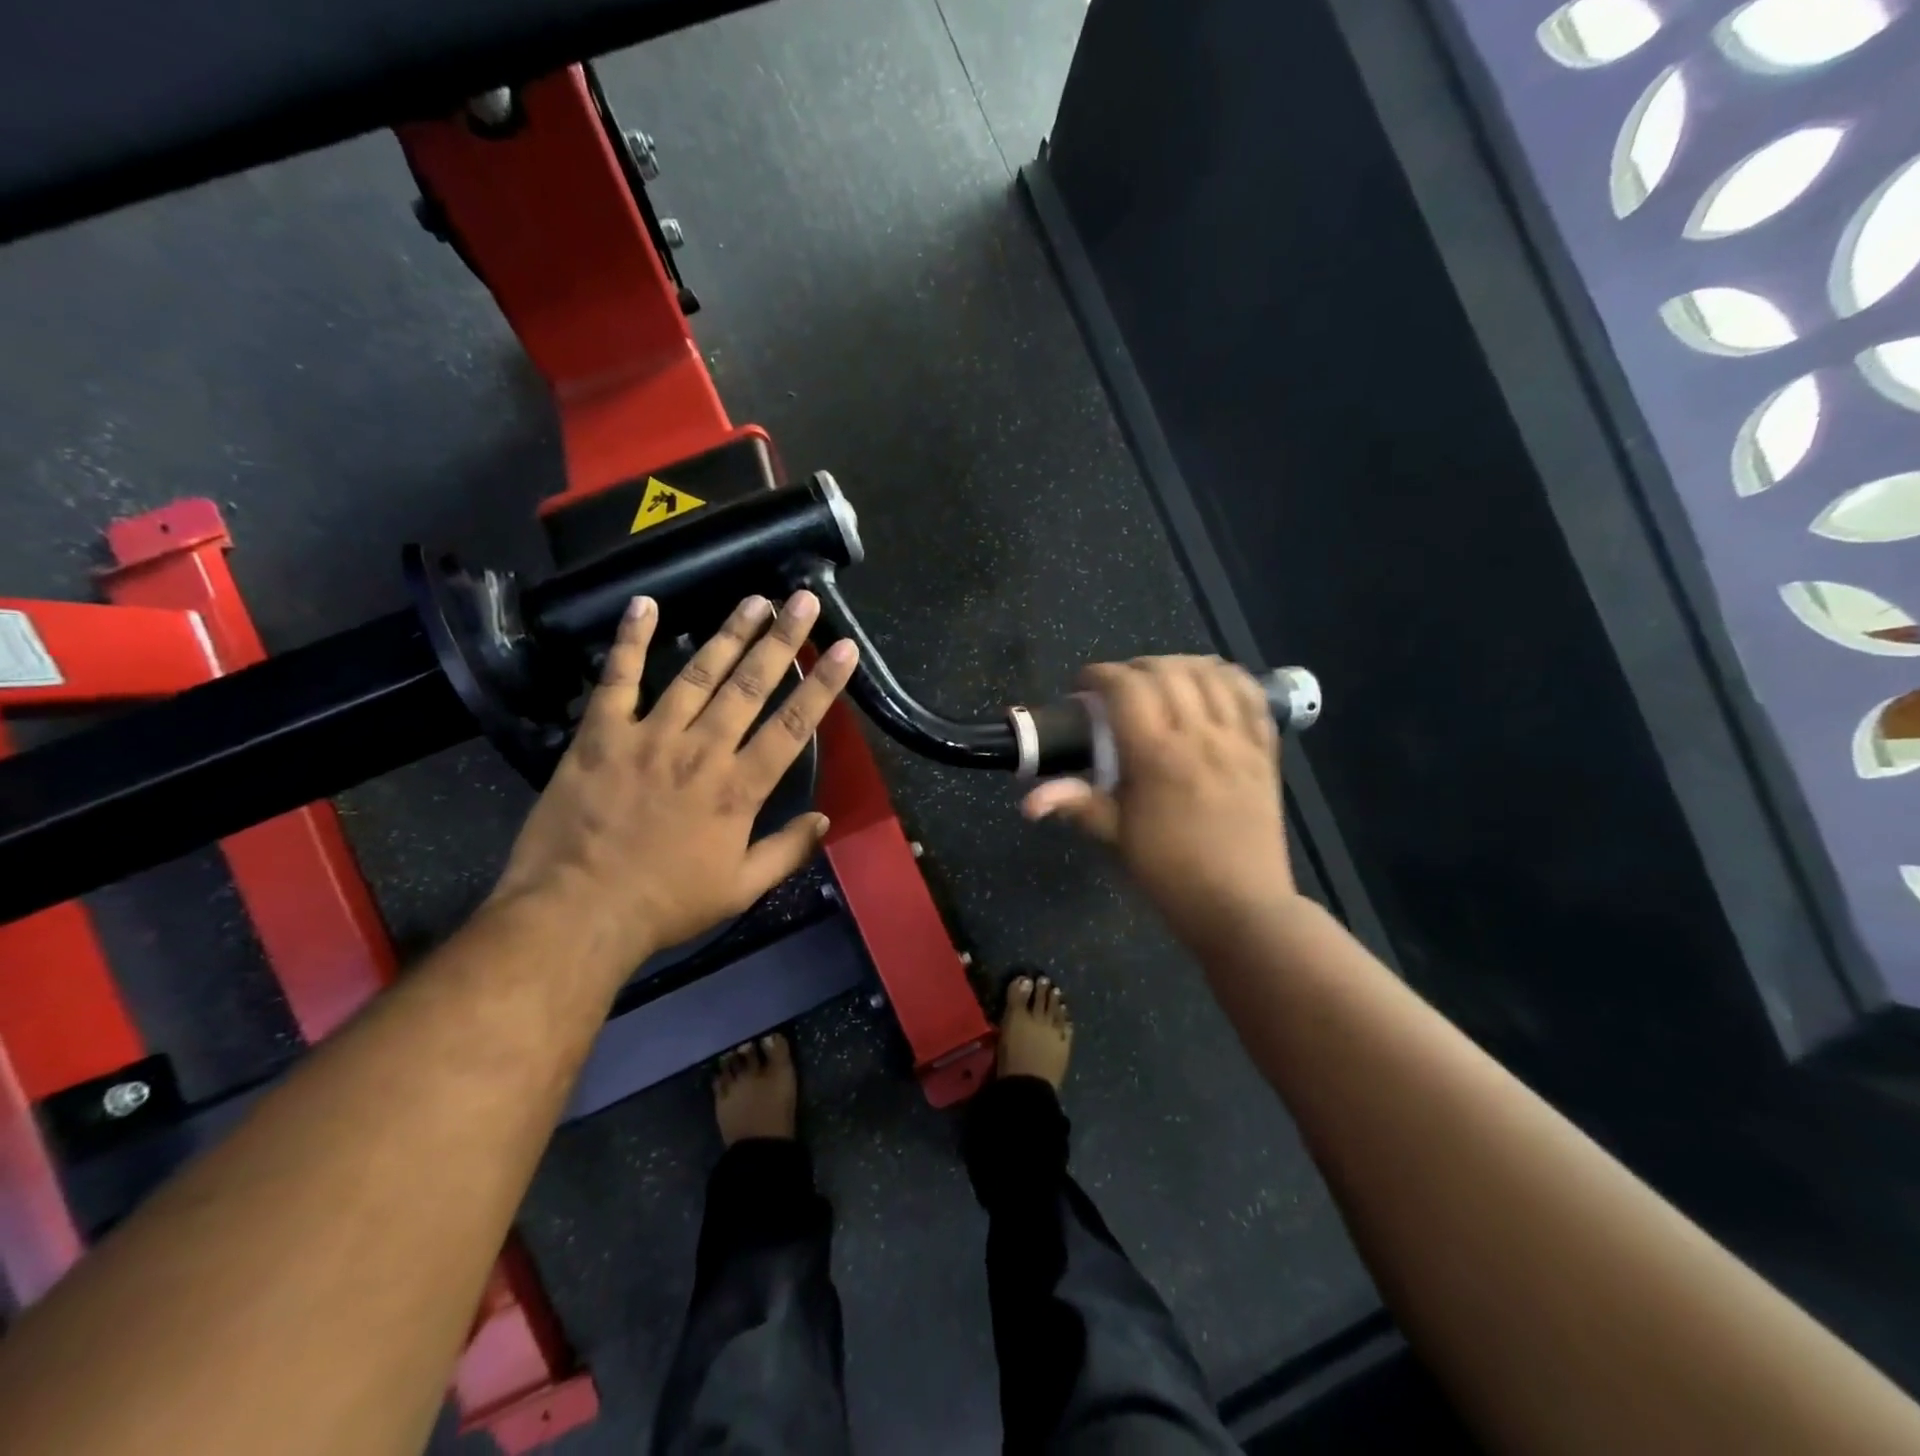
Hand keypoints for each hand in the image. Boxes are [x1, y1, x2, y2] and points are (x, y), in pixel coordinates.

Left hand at [491, 590, 858, 975]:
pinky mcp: (601, 735)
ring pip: (697, 673)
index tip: (845, 648)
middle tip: (803, 600)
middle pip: (750, 685)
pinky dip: (630, 640)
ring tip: (753, 600)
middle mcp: (701, 750)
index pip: (793, 726)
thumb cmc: (665, 904)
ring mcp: (648, 736)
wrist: (576, 913)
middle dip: (782, 639)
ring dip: (728, 633)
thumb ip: (787, 851)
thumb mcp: (740, 890)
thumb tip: (824, 818)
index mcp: (738, 788)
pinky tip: (644, 605)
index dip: (823, 684)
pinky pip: (617, 679)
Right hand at [1023, 656, 1293, 952]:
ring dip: (1181, 665)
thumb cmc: (1171, 874)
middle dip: (1136, 666)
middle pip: (1167, 671)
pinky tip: (1212, 684)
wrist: (1241, 906)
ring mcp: (1238, 740)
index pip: (1127, 688)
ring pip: (1212, 674)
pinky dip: (1229, 678)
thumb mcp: (1117, 838)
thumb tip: (1029, 801)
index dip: (1100, 675)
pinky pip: (1252, 695)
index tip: (1083, 686)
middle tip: (1118, 686)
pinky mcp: (1266, 750)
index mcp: (1157, 756)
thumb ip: (1077, 805)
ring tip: (1162, 679)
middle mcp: (1200, 736)